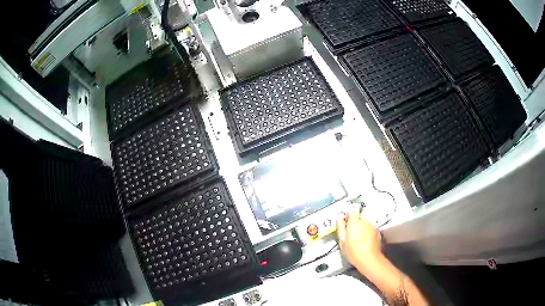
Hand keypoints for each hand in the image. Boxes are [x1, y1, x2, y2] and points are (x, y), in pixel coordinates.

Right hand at [337, 208, 381, 269]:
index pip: (352, 210)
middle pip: (360, 215)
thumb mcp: (343, 242)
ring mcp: (372, 226)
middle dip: (356, 221)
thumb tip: (339, 219)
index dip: (348, 214)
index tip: (346, 220)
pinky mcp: (377, 231)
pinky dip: (368, 231)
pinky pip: (370, 227)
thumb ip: (341, 229)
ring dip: (362, 226)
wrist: (370, 259)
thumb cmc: (353, 252)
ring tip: (359, 237)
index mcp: (354, 222)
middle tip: (352, 231)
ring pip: (366, 221)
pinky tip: (365, 240)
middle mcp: (364, 221)